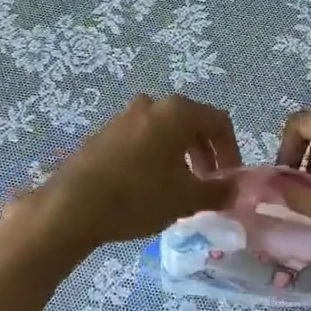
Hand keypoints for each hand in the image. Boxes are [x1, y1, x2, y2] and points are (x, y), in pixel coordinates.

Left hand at [11, 94, 240, 255]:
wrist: (72, 206)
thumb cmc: (138, 196)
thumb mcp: (185, 198)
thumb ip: (218, 191)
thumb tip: (237, 189)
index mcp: (176, 112)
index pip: (219, 122)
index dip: (231, 151)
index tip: (230, 180)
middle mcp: (151, 105)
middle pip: (191, 124)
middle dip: (205, 154)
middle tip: (207, 185)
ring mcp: (124, 116)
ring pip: (165, 132)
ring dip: (180, 156)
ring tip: (179, 189)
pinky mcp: (104, 133)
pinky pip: (141, 139)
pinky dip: (155, 157)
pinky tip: (148, 187)